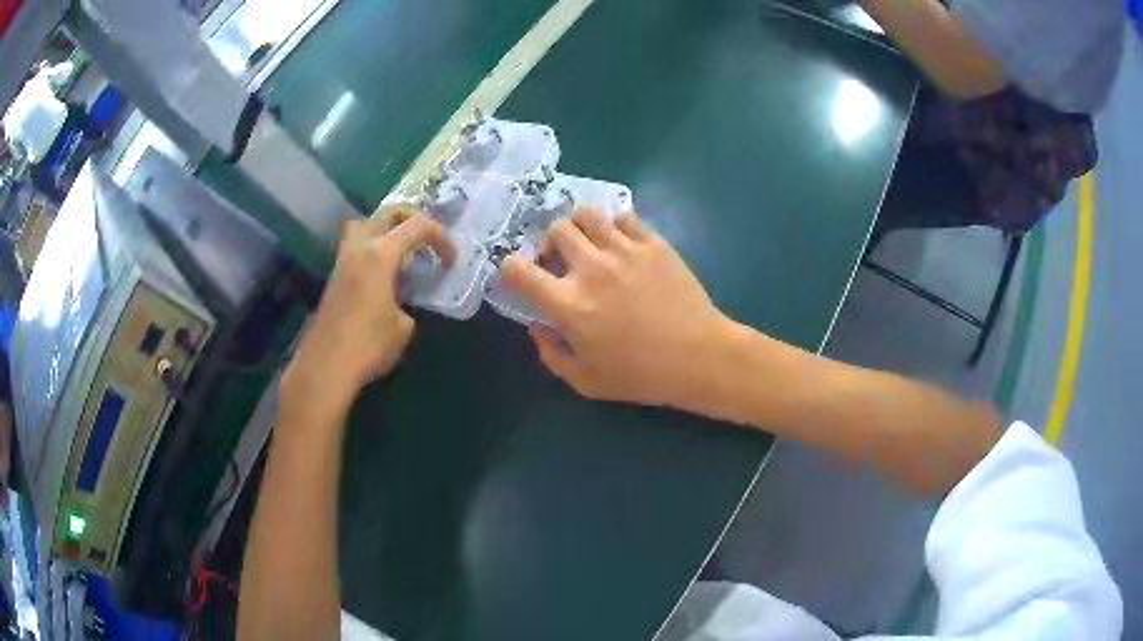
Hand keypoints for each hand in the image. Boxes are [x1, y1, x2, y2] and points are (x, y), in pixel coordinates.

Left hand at [283, 208, 454, 415]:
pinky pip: (356, 248)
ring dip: (386, 230)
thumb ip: (407, 304)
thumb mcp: (403, 327)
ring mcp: (343, 261)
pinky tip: (383, 277)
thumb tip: (400, 304)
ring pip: (364, 225)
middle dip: (412, 219)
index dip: (440, 237)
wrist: (326, 365)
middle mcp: (360, 248)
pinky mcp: (335, 278)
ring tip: (401, 252)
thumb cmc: (369, 344)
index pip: (417, 226)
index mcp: (381, 254)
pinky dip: (373, 250)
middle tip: (426, 240)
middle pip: (387, 213)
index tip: (451, 260)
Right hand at [502, 208, 732, 408]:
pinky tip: (621, 244)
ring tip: (589, 245)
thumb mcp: (586, 382)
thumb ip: (552, 354)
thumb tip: (538, 327)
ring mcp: (625, 250)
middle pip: (555, 231)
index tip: (521, 277)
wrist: (699, 357)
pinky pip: (624, 217)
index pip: (518, 269)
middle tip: (561, 261)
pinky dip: (615, 225)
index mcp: (569, 304)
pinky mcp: (653, 243)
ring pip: (587, 214)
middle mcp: (592, 269)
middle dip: (549, 243)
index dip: (511, 269)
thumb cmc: (641, 375)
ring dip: (580, 227)